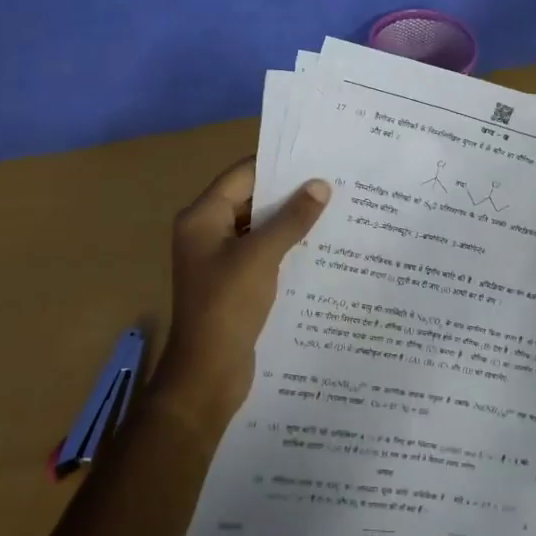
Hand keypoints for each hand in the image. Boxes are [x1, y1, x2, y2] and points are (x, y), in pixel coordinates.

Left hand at [152, 159, 331, 426]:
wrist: (206, 376)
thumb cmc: (227, 307)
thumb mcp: (261, 257)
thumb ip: (291, 219)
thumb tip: (320, 185)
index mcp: (202, 217)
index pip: (243, 175)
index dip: (278, 165)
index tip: (317, 159)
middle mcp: (206, 231)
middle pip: (251, 199)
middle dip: (289, 193)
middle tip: (333, 183)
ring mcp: (218, 258)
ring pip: (258, 227)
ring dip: (289, 221)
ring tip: (333, 210)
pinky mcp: (232, 281)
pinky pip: (261, 252)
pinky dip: (284, 246)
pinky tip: (317, 246)